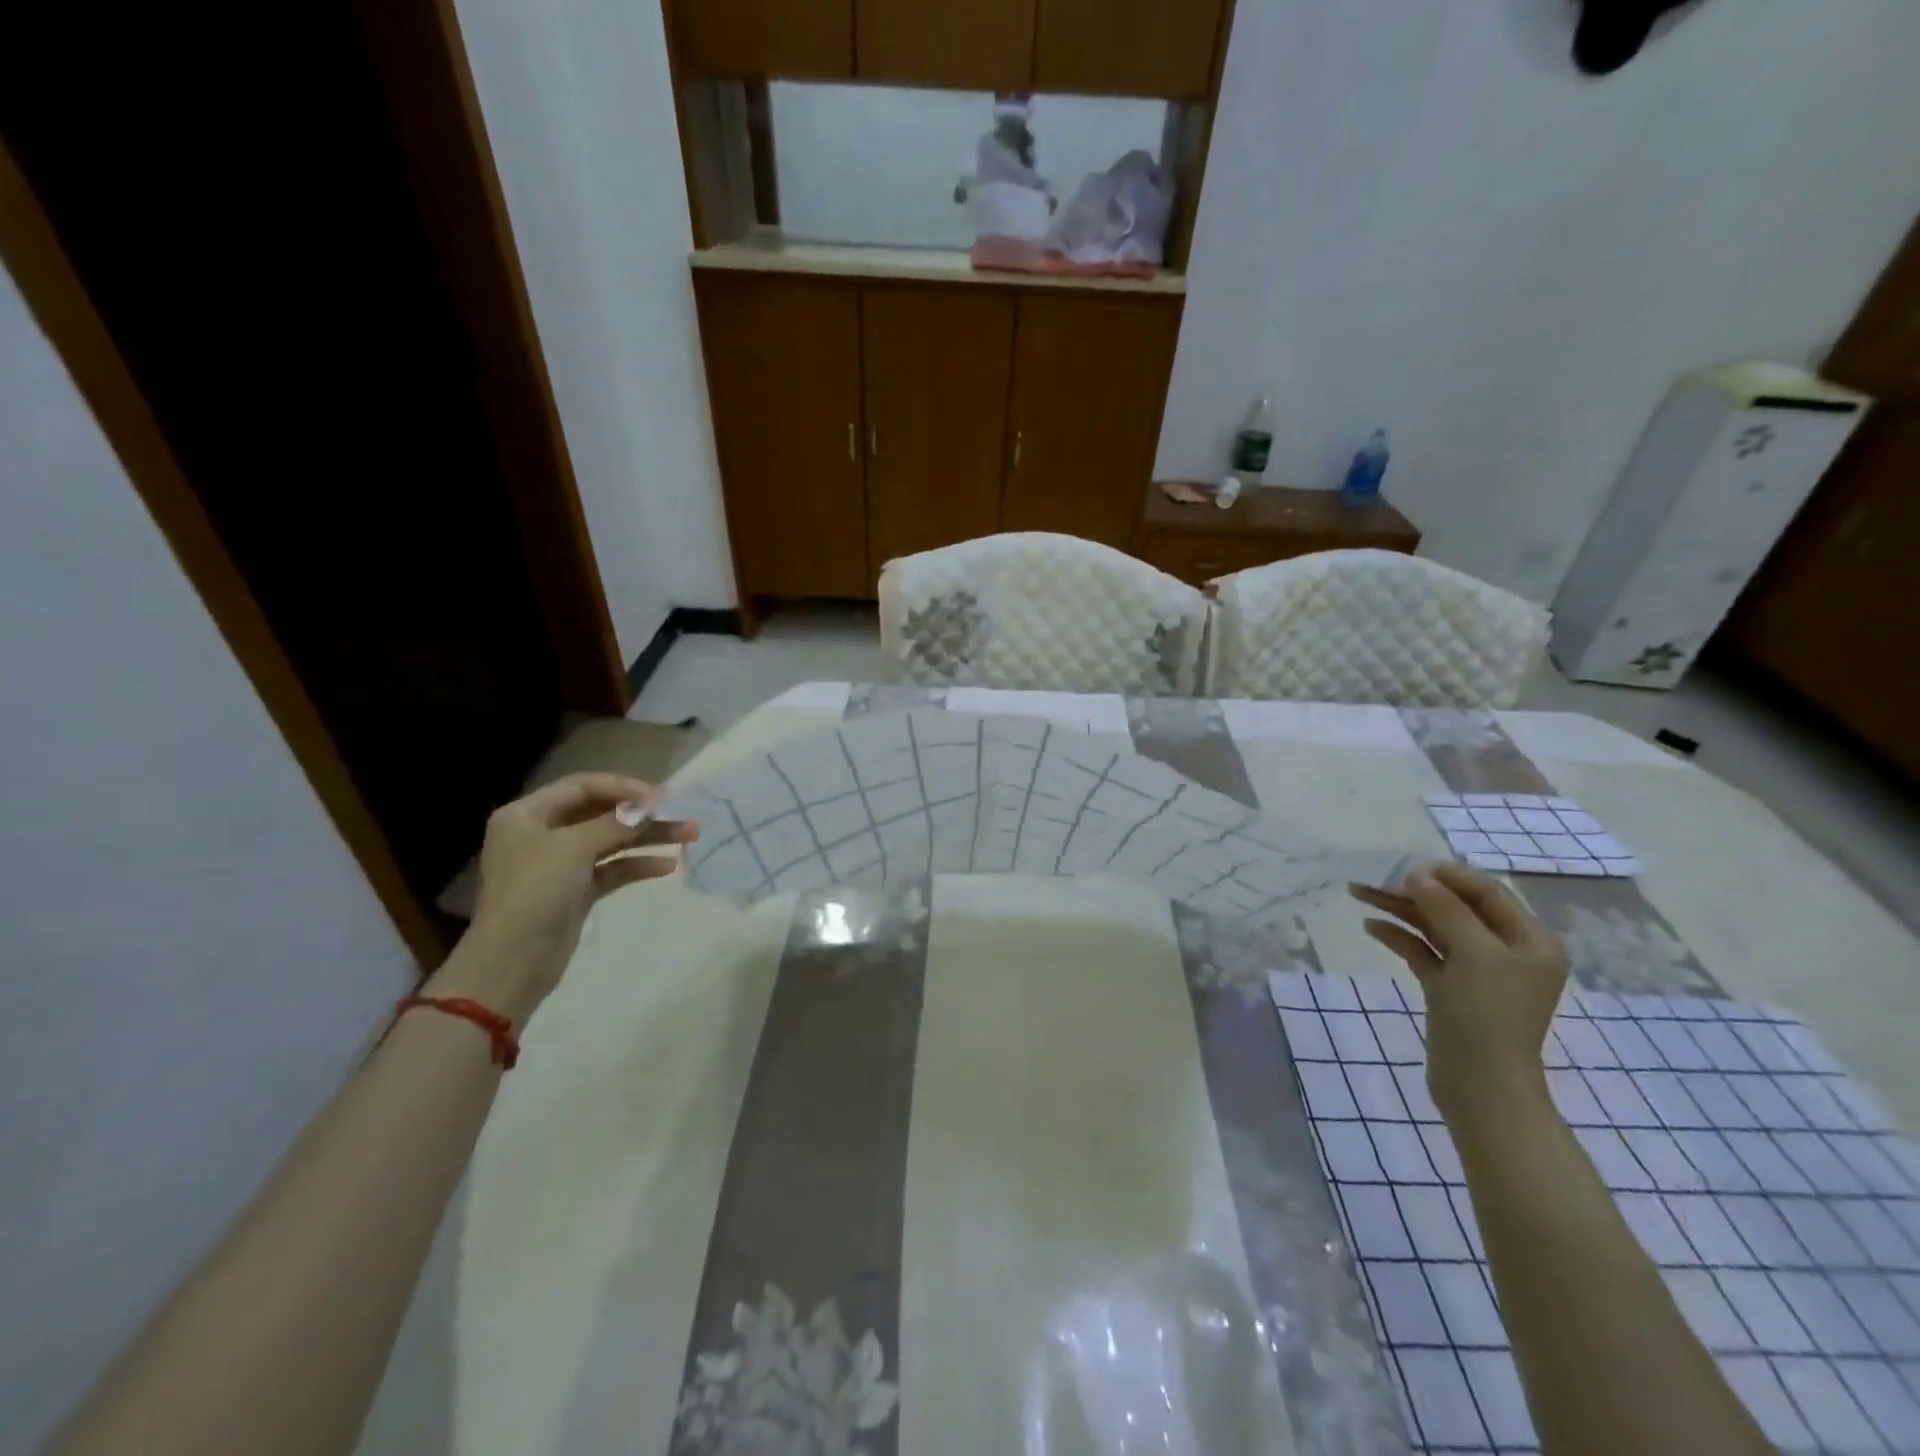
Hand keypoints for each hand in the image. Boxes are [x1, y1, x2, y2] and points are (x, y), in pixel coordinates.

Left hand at [430, 773, 698, 1022]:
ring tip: (689, 835)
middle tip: (680, 813)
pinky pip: (612, 868)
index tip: (660, 797)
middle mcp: (542, 833)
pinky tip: (668, 866)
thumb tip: (651, 806)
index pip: (582, 786)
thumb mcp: (574, 847)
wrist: (512, 961)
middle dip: (641, 814)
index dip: (622, 787)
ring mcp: (559, 864)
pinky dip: (637, 864)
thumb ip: (616, 823)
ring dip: (648, 837)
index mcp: (527, 814)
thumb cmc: (535, 892)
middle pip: (599, 812)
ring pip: (611, 841)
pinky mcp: (575, 891)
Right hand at [1350, 862, 1567, 1126]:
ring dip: (1400, 910)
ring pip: (1435, 928)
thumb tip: (1418, 876)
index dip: (1448, 876)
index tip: (1406, 866)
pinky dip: (1400, 937)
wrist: (1481, 1086)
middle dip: (1415, 891)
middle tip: (1373, 877)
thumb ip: (1446, 909)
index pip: (1487, 893)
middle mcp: (1508, 952)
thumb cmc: (1487, 1015)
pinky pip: (1424, 952)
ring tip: (1359, 892)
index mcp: (1531, 941)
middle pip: (1457, 908)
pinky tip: (1371, 926)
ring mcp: (1478, 972)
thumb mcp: (1473, 953)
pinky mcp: (1451, 989)